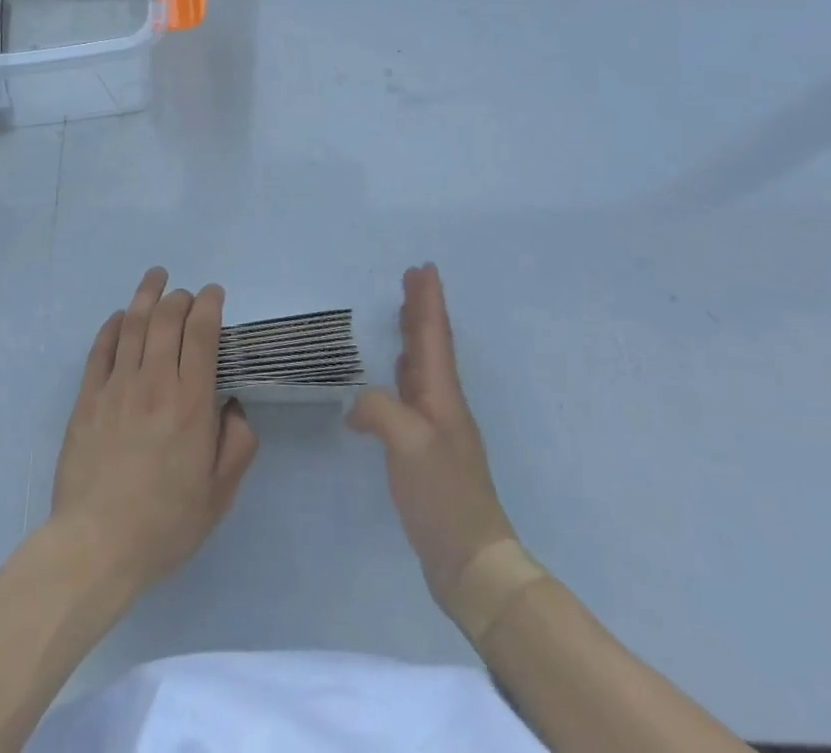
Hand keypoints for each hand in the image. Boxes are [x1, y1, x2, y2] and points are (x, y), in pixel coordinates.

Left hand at [51, 268, 259, 595]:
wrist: (96, 544)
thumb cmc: (165, 523)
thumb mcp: (219, 494)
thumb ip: (237, 445)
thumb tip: (234, 406)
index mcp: (191, 403)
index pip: (202, 334)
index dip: (210, 304)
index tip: (215, 293)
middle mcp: (154, 383)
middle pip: (167, 319)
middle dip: (181, 297)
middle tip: (188, 294)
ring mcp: (116, 386)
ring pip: (133, 324)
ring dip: (146, 295)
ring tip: (156, 276)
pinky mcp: (87, 398)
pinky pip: (101, 349)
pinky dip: (112, 325)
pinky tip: (120, 316)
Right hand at [348, 263, 515, 608]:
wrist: (472, 562)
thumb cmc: (443, 495)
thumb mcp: (407, 444)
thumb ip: (379, 410)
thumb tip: (358, 407)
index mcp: (442, 396)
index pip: (434, 336)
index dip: (428, 301)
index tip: (424, 268)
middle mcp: (442, 404)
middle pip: (431, 345)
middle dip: (422, 309)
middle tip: (412, 278)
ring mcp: (436, 428)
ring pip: (423, 367)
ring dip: (414, 336)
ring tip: (403, 313)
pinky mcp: (425, 451)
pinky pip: (412, 393)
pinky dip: (403, 371)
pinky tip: (394, 375)